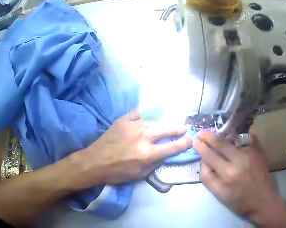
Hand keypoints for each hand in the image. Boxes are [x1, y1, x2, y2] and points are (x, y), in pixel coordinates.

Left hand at [76, 110, 190, 186]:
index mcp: (147, 153)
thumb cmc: (118, 172)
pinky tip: (153, 110)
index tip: (190, 140)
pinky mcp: (123, 120)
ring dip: (164, 121)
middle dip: (178, 129)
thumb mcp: (140, 175)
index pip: (171, 147)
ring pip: (154, 120)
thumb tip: (166, 154)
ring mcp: (132, 126)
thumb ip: (155, 164)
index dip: (183, 143)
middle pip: (166, 130)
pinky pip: (139, 112)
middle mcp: (142, 137)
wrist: (95, 161)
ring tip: (170, 120)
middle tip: (184, 127)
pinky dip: (148, 111)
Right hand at [193, 132, 285, 226]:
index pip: (210, 155)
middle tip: (202, 133)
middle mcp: (240, 160)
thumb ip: (207, 177)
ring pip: (234, 137)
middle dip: (209, 136)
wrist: (263, 202)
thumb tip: (203, 160)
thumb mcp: (219, 194)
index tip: (195, 140)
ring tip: (217, 135)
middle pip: (221, 142)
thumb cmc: (239, 201)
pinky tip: (235, 134)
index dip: (201, 146)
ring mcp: (252, 154)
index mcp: (228, 173)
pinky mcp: (260, 152)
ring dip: (223, 135)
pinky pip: (249, 137)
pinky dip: (240, 134)